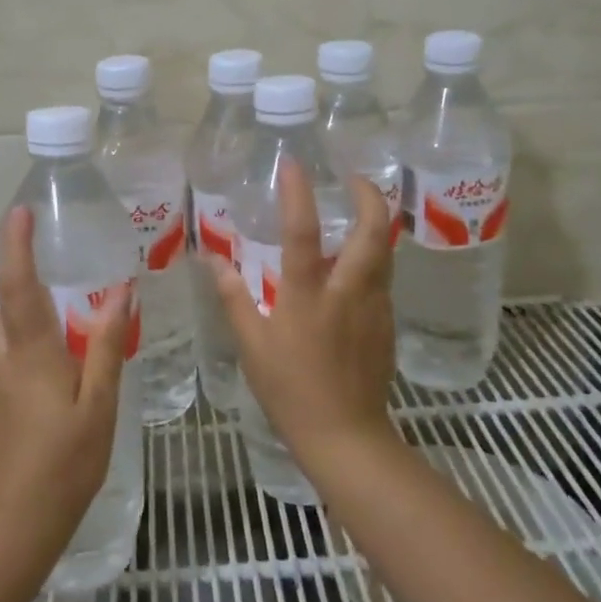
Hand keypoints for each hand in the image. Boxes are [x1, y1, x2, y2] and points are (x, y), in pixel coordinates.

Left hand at [0, 206, 133, 553]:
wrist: (12, 523)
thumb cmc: (66, 462)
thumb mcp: (100, 404)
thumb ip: (107, 344)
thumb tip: (120, 293)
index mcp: (28, 353)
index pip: (17, 284)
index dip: (16, 244)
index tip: (20, 213)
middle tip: (27, 282)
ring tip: (20, 314)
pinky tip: (13, 358)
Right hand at [204, 165, 399, 469]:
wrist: (346, 438)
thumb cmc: (291, 391)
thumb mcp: (252, 346)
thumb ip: (234, 298)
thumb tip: (213, 261)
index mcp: (308, 295)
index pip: (303, 232)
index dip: (298, 193)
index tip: (294, 164)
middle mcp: (348, 291)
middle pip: (374, 231)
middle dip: (369, 196)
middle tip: (353, 179)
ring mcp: (375, 307)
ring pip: (386, 252)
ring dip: (376, 224)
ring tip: (358, 212)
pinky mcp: (387, 324)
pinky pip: (383, 278)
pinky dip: (374, 258)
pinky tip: (355, 266)